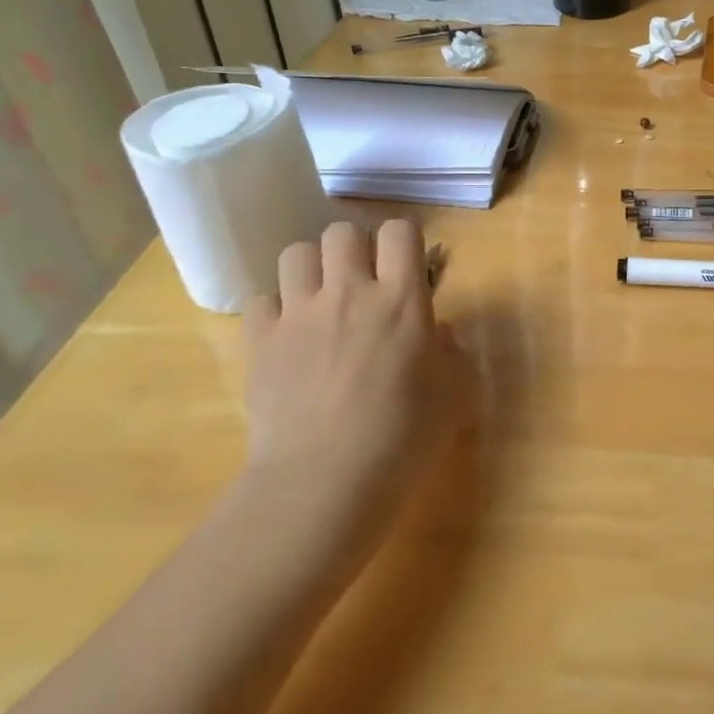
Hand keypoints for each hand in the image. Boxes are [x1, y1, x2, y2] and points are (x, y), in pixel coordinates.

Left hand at [239, 219, 469, 569]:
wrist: (324, 482)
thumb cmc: (403, 439)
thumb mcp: (453, 395)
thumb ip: (451, 352)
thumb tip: (436, 332)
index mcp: (401, 300)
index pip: (400, 231)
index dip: (405, 241)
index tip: (407, 266)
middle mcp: (348, 292)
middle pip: (343, 232)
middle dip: (356, 247)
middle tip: (364, 282)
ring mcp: (298, 314)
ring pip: (296, 253)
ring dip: (313, 269)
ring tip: (321, 299)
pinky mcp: (260, 341)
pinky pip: (261, 300)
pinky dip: (275, 311)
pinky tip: (288, 336)